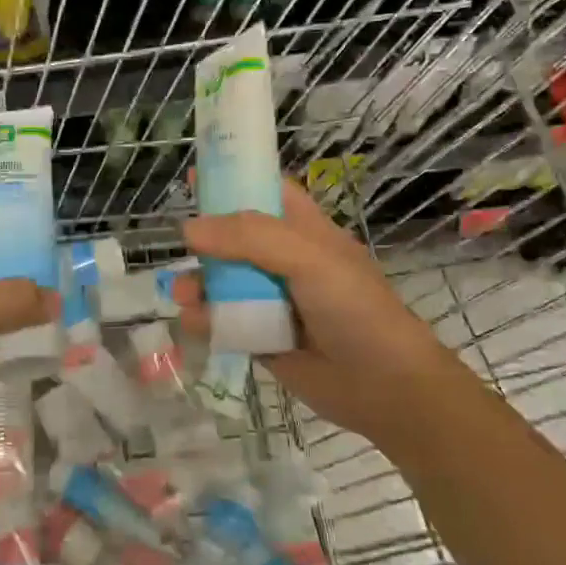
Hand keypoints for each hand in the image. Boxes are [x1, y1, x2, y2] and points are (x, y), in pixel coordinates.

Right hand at [173, 178, 452, 441]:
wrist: (384, 387)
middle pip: (233, 239)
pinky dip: (204, 320)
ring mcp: (271, 301)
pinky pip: (222, 322)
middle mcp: (284, 261)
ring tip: (183, 296)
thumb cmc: (355, 309)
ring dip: (197, 284)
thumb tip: (189, 230)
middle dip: (204, 242)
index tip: (193, 177)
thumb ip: (250, 238)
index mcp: (304, 231)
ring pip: (221, 283)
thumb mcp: (309, 259)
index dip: (232, 181)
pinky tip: (195, 323)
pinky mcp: (260, 338)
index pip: (265, 192)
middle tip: (182, 248)